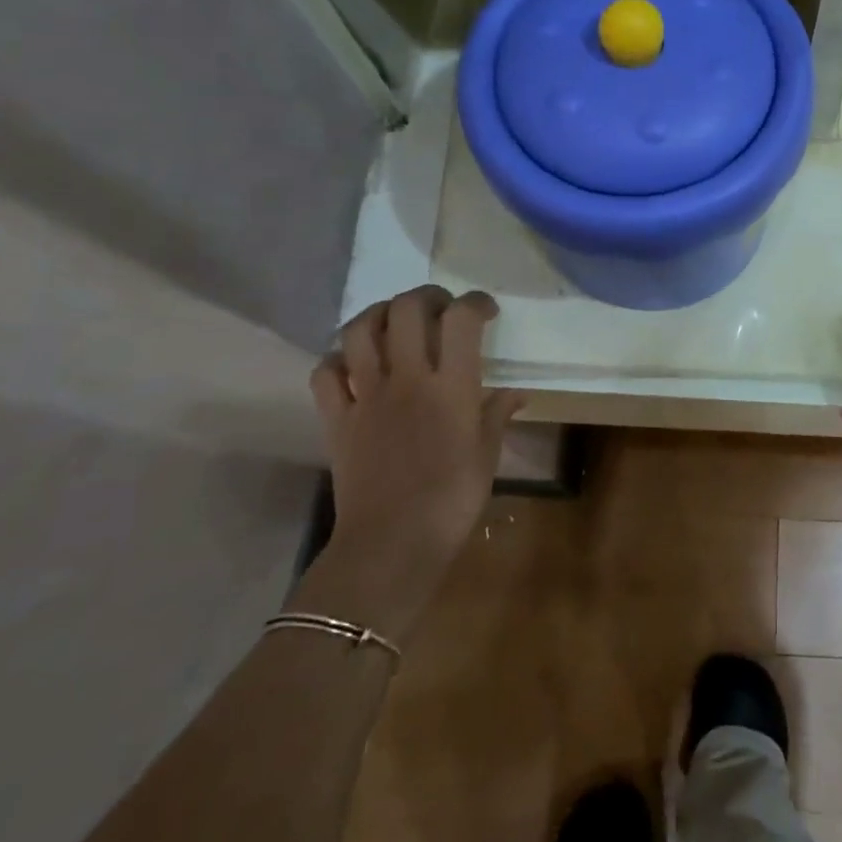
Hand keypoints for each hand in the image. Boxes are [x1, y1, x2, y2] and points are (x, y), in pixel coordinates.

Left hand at [297, 286, 520, 642]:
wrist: (392, 545)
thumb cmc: (453, 500)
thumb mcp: (487, 455)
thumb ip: (497, 414)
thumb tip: (516, 393)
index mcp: (451, 386)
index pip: (462, 319)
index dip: (475, 302)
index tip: (485, 311)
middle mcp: (407, 378)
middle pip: (407, 309)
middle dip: (427, 296)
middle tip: (441, 308)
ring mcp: (366, 395)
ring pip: (360, 329)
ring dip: (379, 314)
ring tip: (395, 321)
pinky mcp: (336, 418)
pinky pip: (325, 372)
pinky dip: (338, 358)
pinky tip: (355, 364)